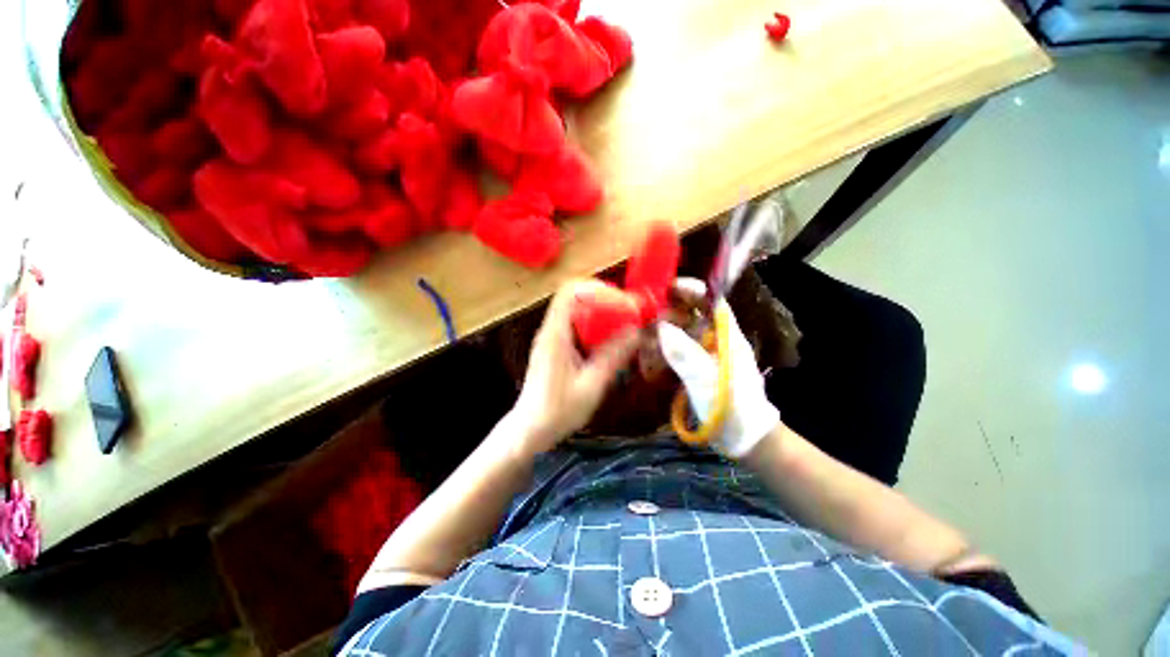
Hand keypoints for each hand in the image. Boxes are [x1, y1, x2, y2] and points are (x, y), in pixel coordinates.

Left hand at [510, 280, 641, 452]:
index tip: (622, 302)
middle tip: (629, 311)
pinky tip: (610, 341)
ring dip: (602, 313)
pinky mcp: (556, 348)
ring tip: (625, 323)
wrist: (530, 430)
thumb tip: (635, 332)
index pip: (571, 292)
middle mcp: (552, 330)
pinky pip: (577, 326)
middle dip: (605, 300)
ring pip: (578, 311)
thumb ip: (612, 357)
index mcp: (555, 335)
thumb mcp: (590, 386)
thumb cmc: (557, 411)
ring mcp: (552, 338)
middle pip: (576, 297)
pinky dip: (596, 326)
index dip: (597, 290)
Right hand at [657, 279, 779, 458]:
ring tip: (642, 345)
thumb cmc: (733, 407)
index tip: (663, 290)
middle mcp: (713, 338)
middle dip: (666, 314)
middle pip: (688, 314)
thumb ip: (685, 353)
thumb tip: (660, 327)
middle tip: (643, 321)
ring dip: (659, 336)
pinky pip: (674, 353)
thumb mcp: (709, 380)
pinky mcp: (694, 368)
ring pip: (678, 333)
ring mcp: (703, 353)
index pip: (709, 300)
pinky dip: (660, 355)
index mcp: (725, 334)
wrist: (745, 439)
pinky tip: (648, 363)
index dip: (689, 289)